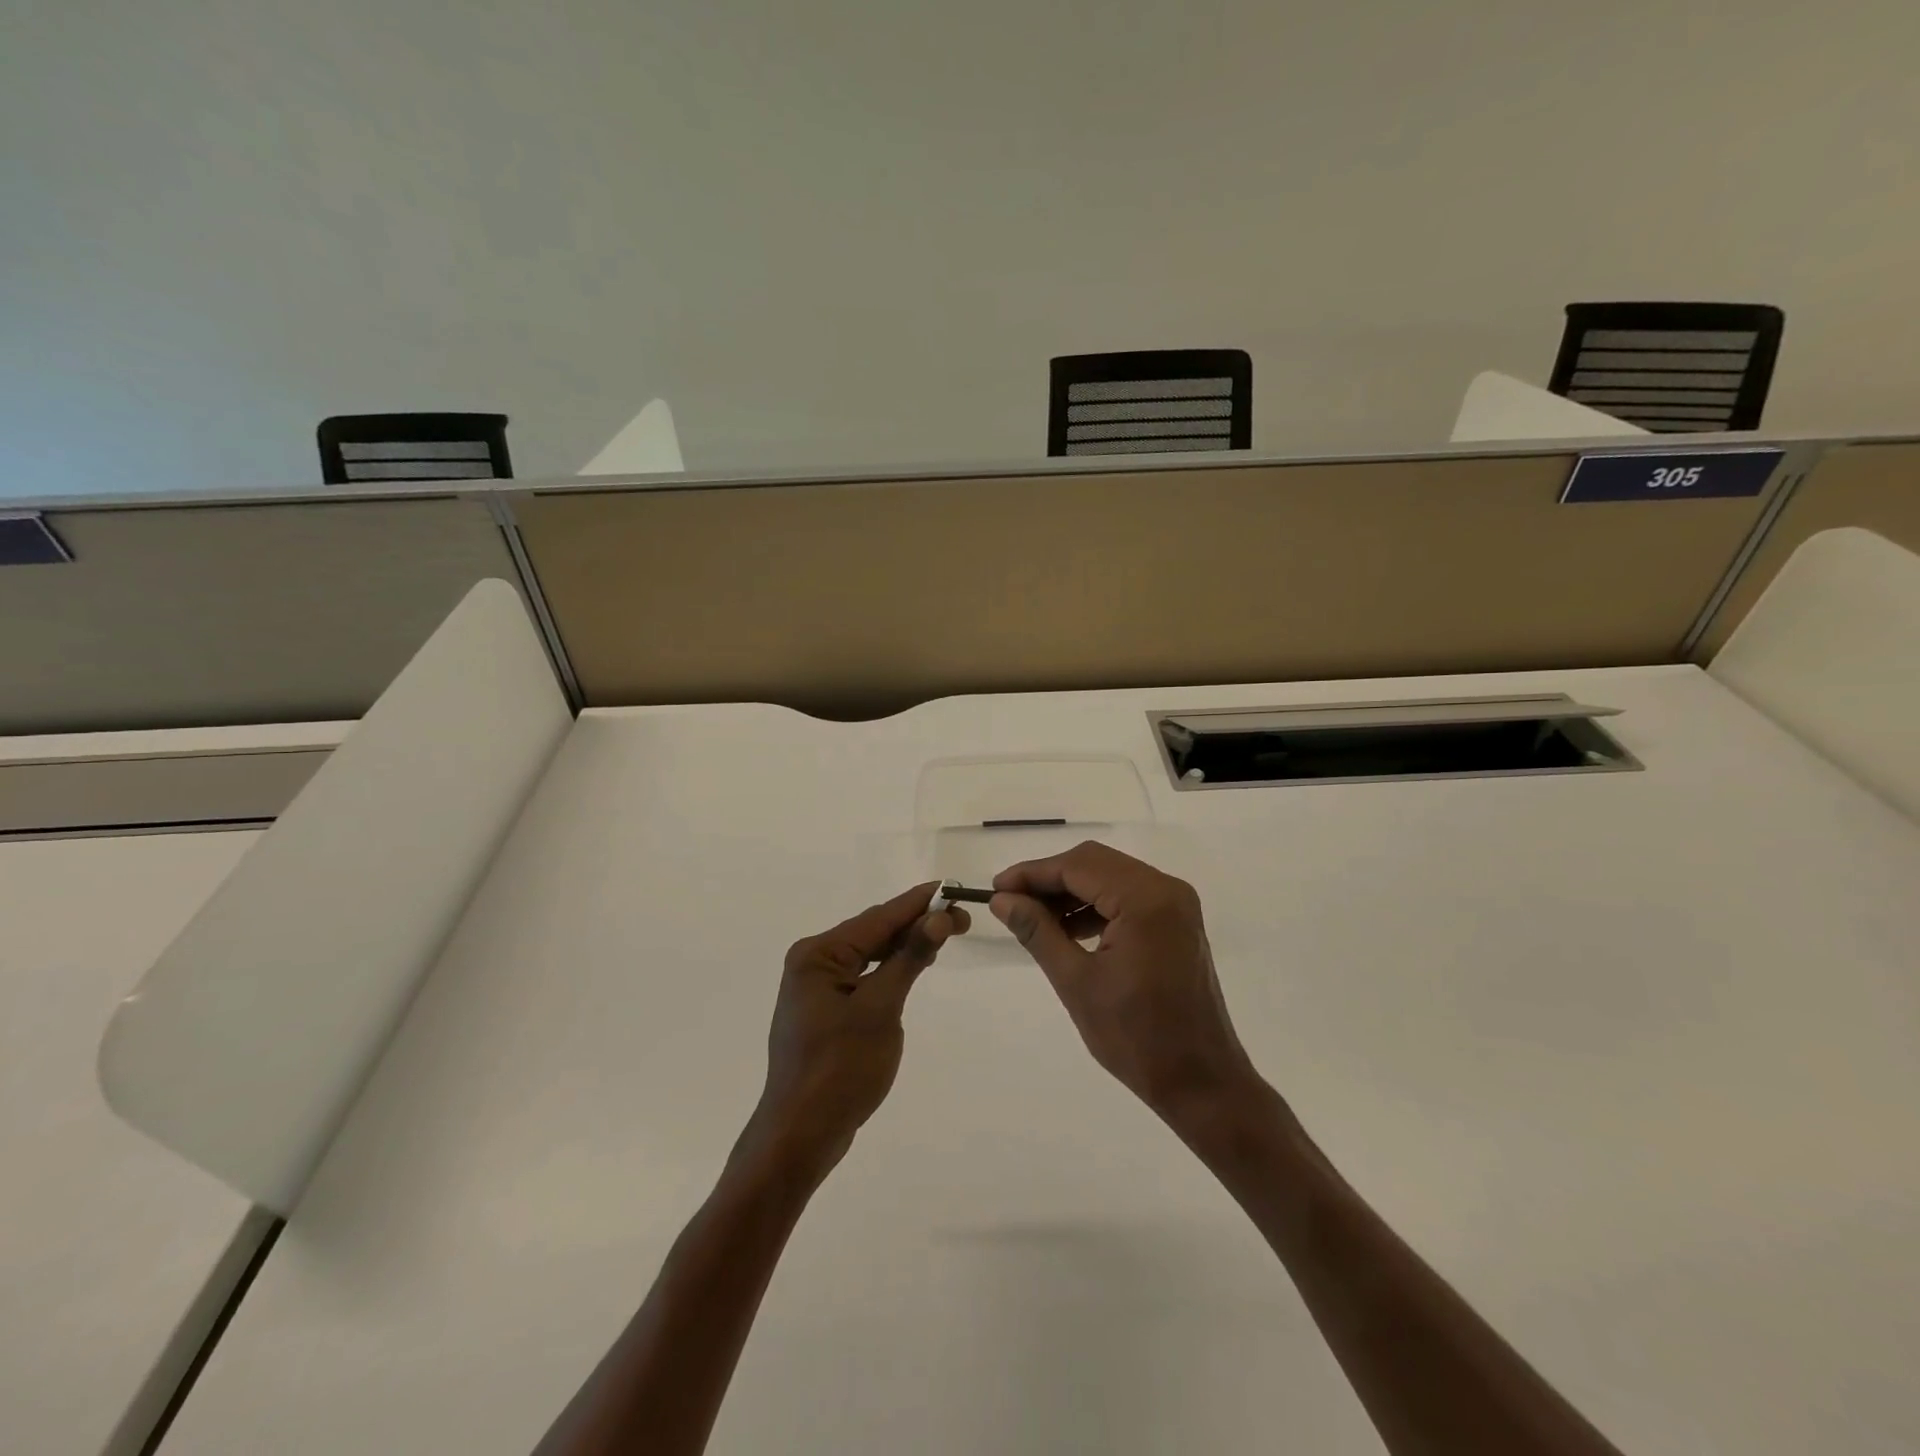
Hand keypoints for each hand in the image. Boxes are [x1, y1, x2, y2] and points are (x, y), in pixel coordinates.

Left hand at [737, 883, 968, 1183]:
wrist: (800, 1136)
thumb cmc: (840, 1069)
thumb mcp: (881, 1009)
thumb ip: (908, 959)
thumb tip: (938, 917)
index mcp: (818, 954)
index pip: (878, 919)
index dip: (918, 903)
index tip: (953, 889)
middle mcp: (812, 962)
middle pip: (872, 933)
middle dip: (916, 924)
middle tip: (962, 921)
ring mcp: (816, 989)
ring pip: (869, 955)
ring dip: (904, 946)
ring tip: (945, 936)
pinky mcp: (825, 1012)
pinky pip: (863, 977)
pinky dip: (890, 970)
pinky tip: (912, 966)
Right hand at [991, 842, 1257, 1120]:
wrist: (1200, 1082)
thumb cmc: (1136, 1037)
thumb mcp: (1076, 982)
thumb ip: (1037, 931)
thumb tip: (1002, 900)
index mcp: (1145, 899)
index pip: (1077, 866)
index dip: (1032, 873)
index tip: (996, 888)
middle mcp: (1166, 889)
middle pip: (1095, 864)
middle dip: (1050, 879)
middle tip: (1010, 902)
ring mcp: (1176, 904)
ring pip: (1110, 877)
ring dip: (1071, 893)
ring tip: (1034, 919)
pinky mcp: (1176, 922)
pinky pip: (1127, 897)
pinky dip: (1095, 906)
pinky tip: (1067, 930)